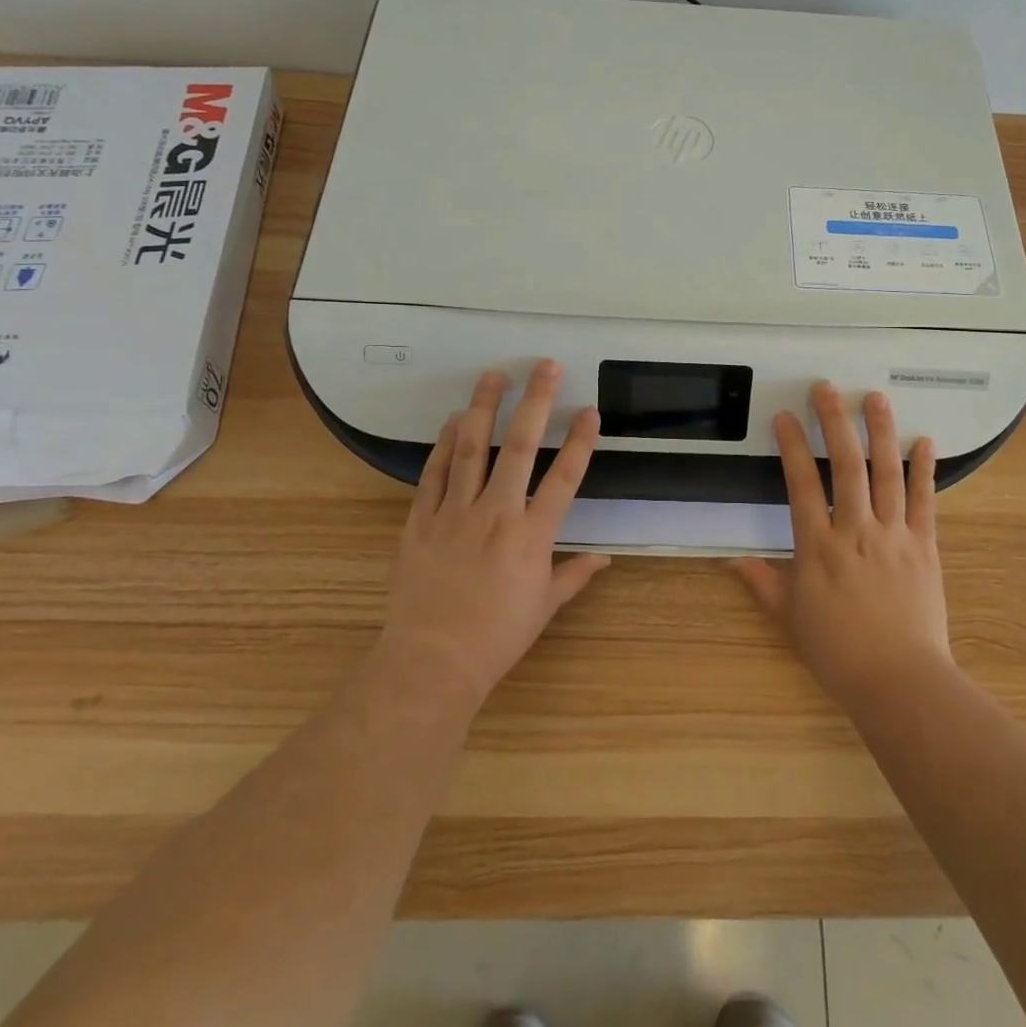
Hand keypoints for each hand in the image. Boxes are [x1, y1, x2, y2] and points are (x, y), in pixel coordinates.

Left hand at [375, 360, 608, 710]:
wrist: (431, 660)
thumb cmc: (496, 637)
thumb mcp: (543, 607)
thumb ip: (574, 575)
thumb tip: (604, 558)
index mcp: (532, 535)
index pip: (564, 477)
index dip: (580, 441)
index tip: (589, 410)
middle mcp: (497, 513)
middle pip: (520, 446)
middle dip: (535, 401)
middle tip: (544, 366)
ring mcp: (455, 512)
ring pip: (471, 447)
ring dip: (483, 407)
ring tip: (493, 375)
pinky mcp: (421, 520)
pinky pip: (435, 472)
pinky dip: (444, 443)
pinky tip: (452, 420)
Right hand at [732, 382, 952, 709]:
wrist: (900, 682)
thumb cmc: (838, 653)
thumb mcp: (789, 619)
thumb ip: (762, 582)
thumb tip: (730, 559)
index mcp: (817, 547)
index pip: (801, 484)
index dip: (791, 447)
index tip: (785, 417)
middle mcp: (855, 531)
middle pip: (845, 465)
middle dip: (835, 422)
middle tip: (828, 389)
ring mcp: (894, 536)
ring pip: (886, 473)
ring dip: (881, 432)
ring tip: (875, 398)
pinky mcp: (925, 547)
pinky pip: (925, 501)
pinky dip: (924, 469)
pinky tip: (924, 442)